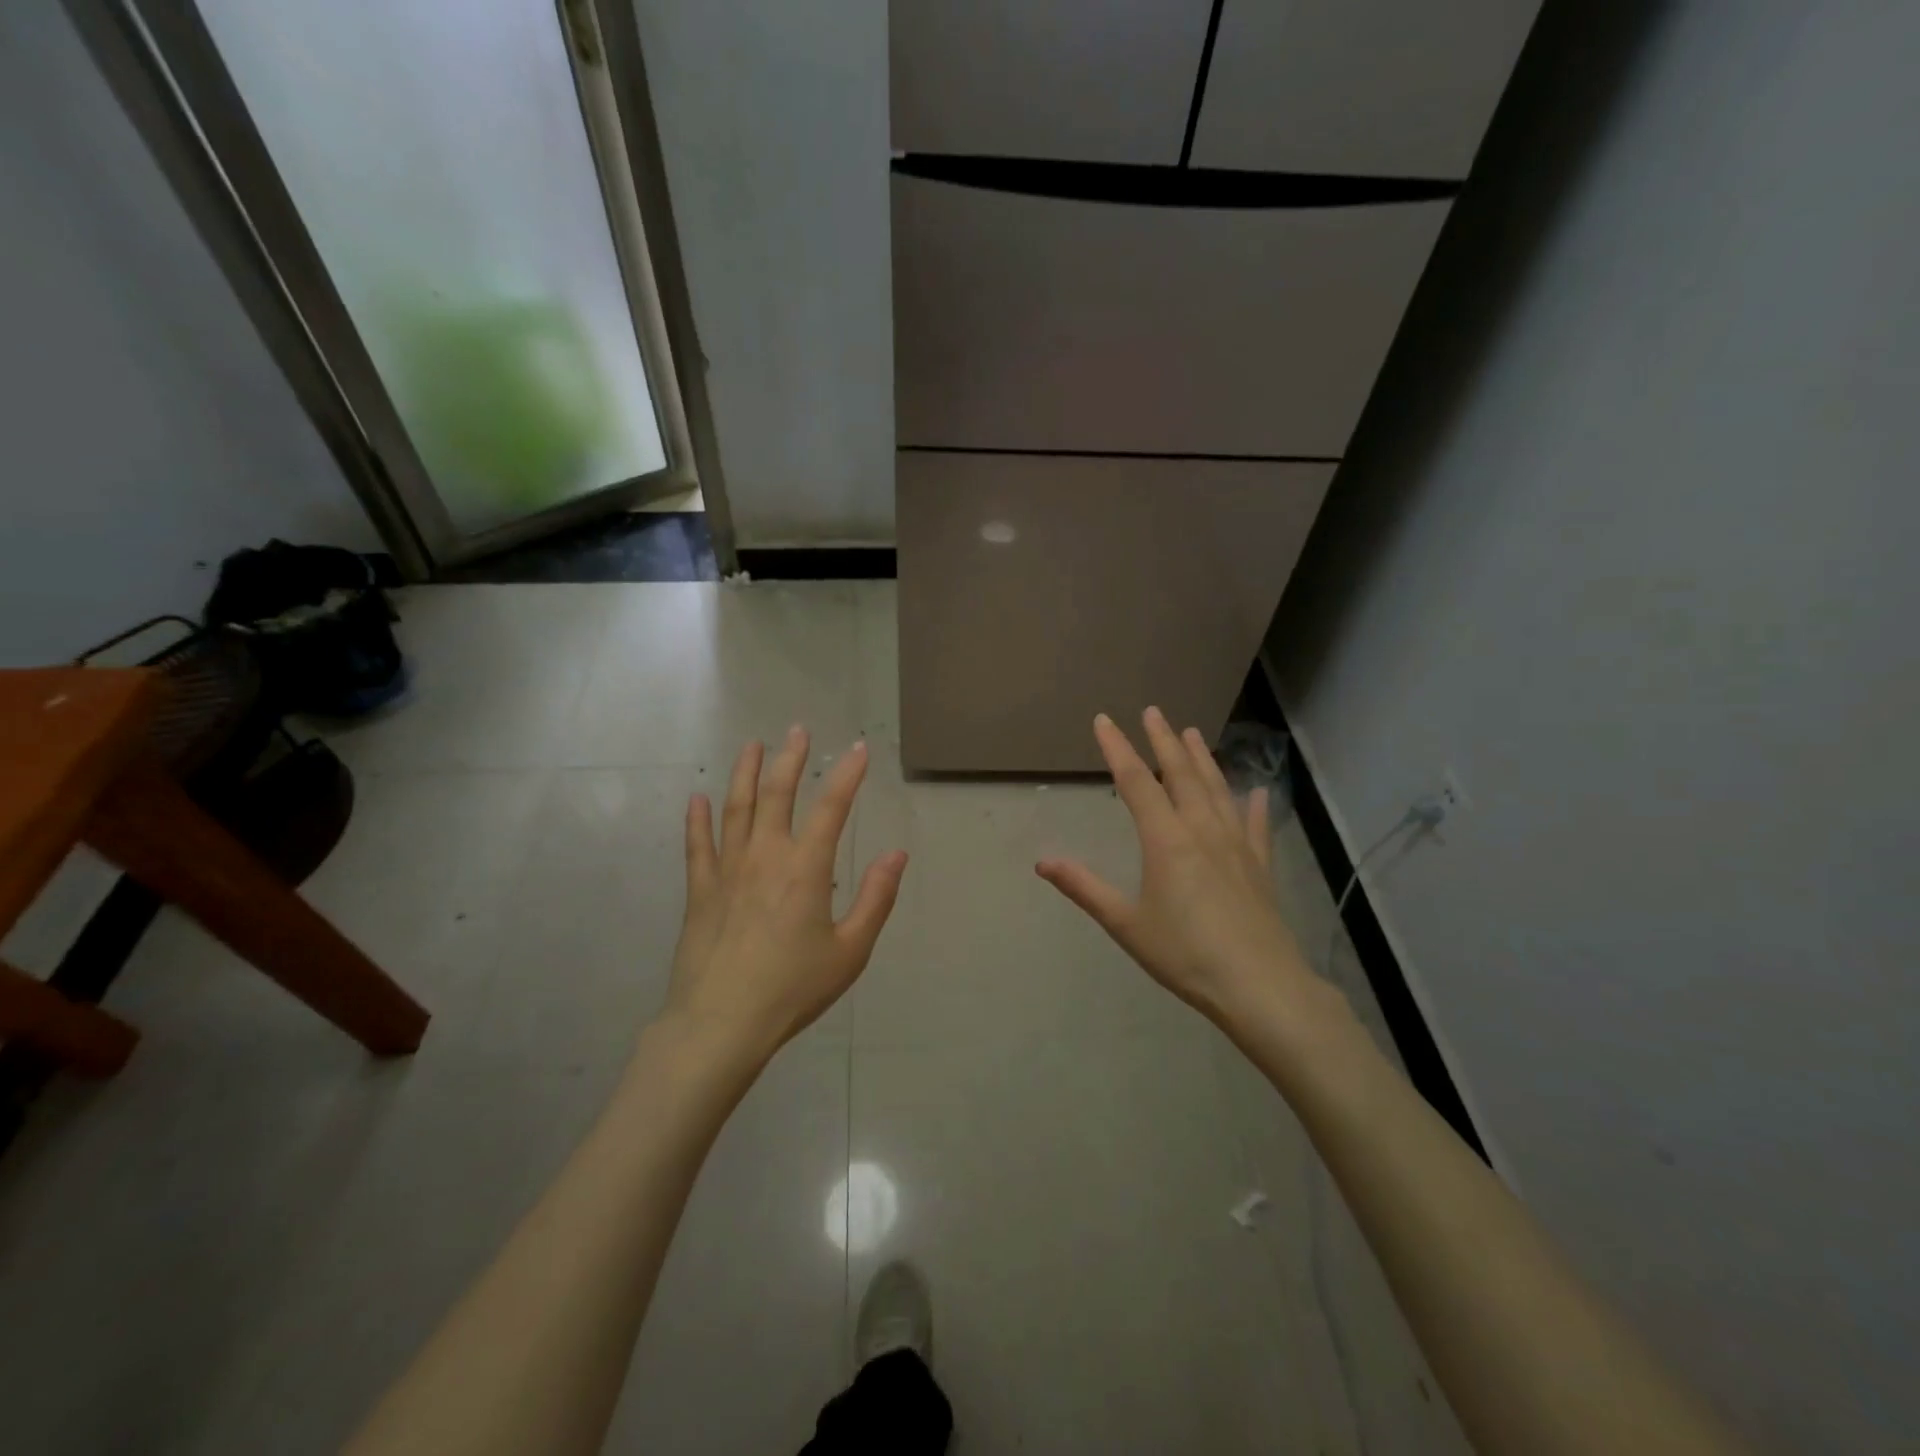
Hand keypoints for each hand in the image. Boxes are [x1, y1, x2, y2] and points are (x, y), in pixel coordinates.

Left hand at [663, 727, 906, 1062]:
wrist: (721, 1023)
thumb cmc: (793, 988)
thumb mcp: (850, 950)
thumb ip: (876, 898)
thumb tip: (898, 854)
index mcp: (805, 868)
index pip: (832, 807)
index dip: (847, 774)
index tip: (859, 749)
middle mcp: (765, 856)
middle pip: (777, 794)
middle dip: (790, 759)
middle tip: (797, 730)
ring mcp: (727, 870)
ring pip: (736, 808)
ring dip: (745, 773)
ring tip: (752, 745)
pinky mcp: (700, 891)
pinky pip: (697, 845)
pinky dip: (697, 819)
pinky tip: (696, 798)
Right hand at [1037, 708, 1318, 1030]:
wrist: (1259, 986)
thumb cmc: (1185, 955)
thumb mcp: (1126, 924)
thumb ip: (1085, 888)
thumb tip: (1042, 862)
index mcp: (1166, 840)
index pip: (1136, 782)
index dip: (1118, 748)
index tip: (1104, 720)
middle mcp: (1202, 830)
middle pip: (1181, 774)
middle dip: (1162, 740)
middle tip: (1153, 710)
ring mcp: (1236, 845)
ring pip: (1218, 789)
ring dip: (1202, 759)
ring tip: (1191, 732)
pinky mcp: (1260, 866)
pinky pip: (1255, 826)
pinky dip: (1253, 805)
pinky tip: (1257, 791)